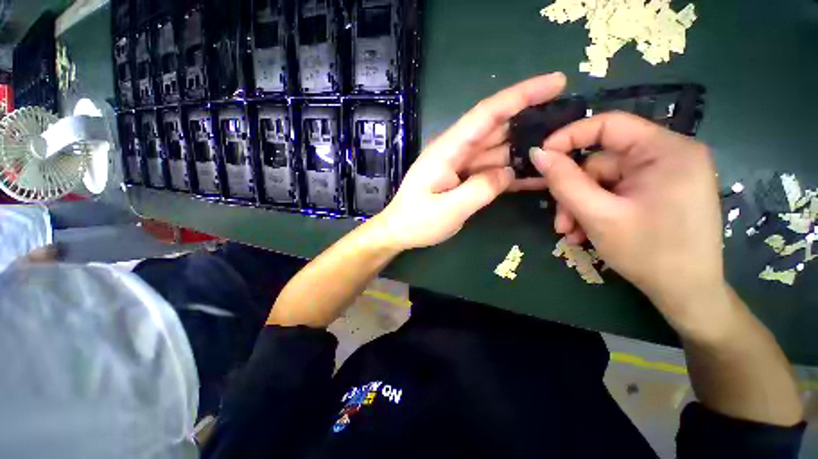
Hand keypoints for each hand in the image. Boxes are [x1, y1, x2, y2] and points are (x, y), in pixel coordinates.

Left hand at [371, 73, 566, 250]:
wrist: (400, 231)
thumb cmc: (417, 220)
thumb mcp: (449, 209)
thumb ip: (481, 189)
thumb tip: (508, 172)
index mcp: (448, 149)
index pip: (488, 113)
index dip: (522, 94)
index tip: (556, 82)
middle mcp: (456, 151)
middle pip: (498, 128)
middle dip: (532, 120)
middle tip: (569, 122)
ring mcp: (461, 165)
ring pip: (498, 150)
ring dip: (526, 149)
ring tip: (561, 151)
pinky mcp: (464, 179)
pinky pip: (492, 171)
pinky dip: (511, 172)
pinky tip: (535, 177)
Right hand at [520, 112, 727, 336]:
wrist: (686, 295)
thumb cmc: (649, 253)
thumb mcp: (598, 215)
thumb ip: (564, 181)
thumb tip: (537, 153)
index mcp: (667, 151)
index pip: (609, 125)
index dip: (569, 137)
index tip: (540, 158)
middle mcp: (669, 156)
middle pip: (601, 161)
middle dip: (573, 193)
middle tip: (559, 222)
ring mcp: (664, 176)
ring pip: (602, 181)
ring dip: (579, 206)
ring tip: (570, 233)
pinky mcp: (657, 192)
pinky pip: (614, 193)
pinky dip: (594, 210)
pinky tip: (585, 232)